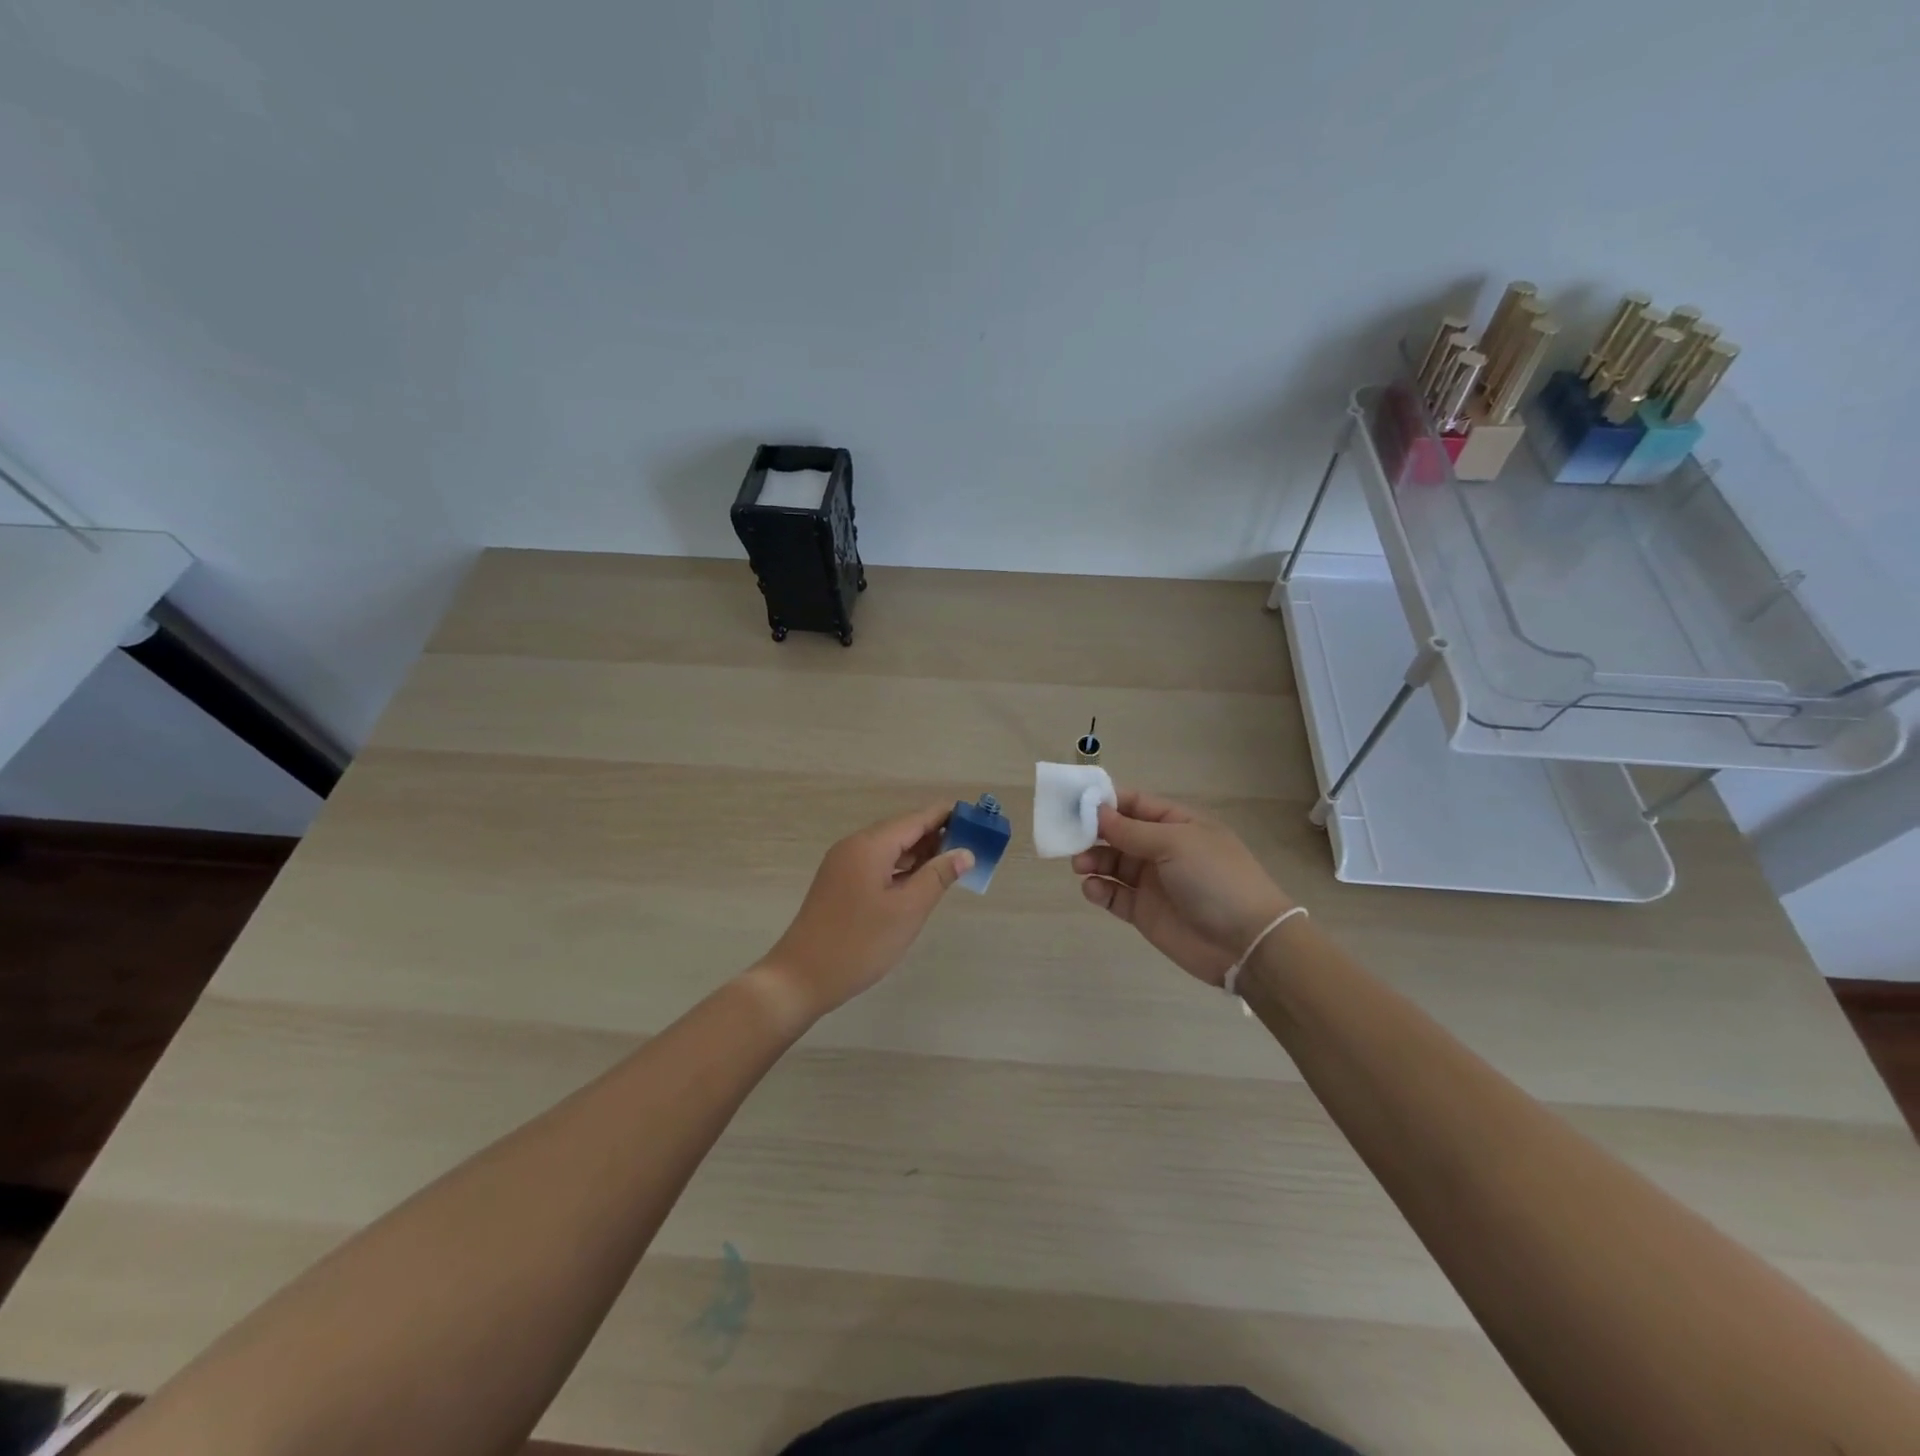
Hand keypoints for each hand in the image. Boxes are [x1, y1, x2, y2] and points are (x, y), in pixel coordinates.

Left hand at [756, 802, 973, 1022]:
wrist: (800, 978)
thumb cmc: (859, 943)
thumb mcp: (907, 910)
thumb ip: (938, 876)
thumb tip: (965, 852)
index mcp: (870, 845)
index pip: (916, 818)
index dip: (947, 816)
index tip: (978, 819)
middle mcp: (855, 846)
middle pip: (902, 830)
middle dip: (937, 835)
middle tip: (973, 845)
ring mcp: (844, 865)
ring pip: (890, 849)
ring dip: (920, 853)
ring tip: (953, 864)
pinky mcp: (839, 884)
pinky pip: (878, 864)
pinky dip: (902, 868)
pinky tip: (920, 882)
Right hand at [1072, 789, 1292, 986]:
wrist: (1245, 942)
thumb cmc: (1215, 878)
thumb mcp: (1176, 843)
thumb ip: (1132, 830)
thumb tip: (1097, 811)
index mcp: (1177, 824)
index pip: (1135, 804)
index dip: (1106, 802)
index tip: (1075, 803)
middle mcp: (1162, 849)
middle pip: (1118, 834)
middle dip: (1093, 833)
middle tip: (1070, 838)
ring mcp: (1152, 881)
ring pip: (1111, 864)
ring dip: (1092, 861)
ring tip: (1080, 866)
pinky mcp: (1144, 912)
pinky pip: (1114, 895)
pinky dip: (1099, 890)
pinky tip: (1094, 889)